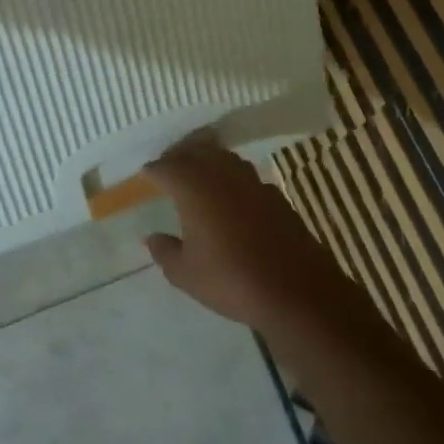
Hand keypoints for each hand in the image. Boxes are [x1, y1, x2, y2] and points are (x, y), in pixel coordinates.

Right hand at [141, 139, 348, 336]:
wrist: (296, 291)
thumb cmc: (231, 280)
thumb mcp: (185, 274)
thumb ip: (165, 251)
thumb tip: (152, 237)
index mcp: (194, 188)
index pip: (167, 168)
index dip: (154, 171)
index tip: (146, 175)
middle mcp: (222, 176)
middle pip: (197, 152)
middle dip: (180, 157)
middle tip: (169, 167)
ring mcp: (253, 183)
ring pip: (224, 159)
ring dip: (208, 161)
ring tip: (198, 175)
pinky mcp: (276, 197)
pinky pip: (246, 176)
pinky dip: (232, 178)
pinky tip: (232, 196)